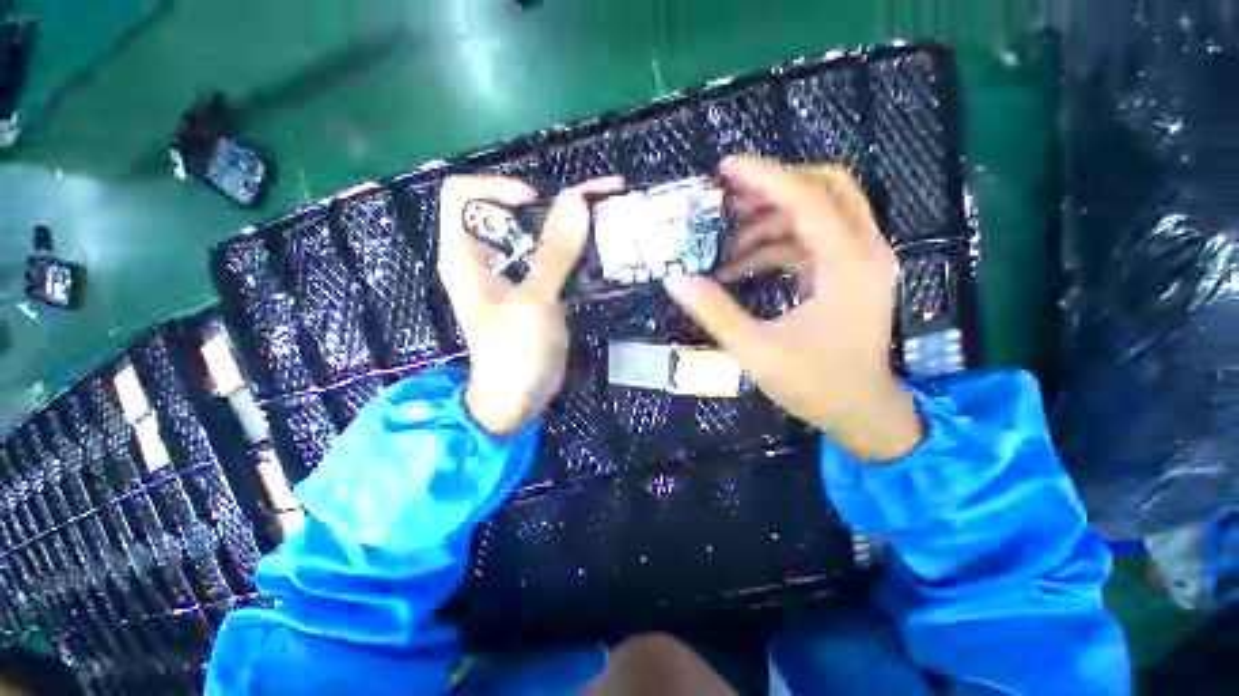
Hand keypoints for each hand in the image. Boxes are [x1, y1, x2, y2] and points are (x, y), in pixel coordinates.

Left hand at [438, 175, 623, 434]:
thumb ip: (555, 252)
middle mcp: (487, 256)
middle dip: (553, 199)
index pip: (464, 194)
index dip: (498, 188)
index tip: (535, 203)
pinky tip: (604, 242)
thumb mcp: (534, 301)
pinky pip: (556, 255)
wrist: (520, 397)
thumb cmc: (515, 353)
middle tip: (600, 195)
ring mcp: (515, 272)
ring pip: (540, 231)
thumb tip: (575, 200)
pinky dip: (578, 245)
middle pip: (512, 208)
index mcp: (465, 254)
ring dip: (573, 220)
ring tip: (610, 209)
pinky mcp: (537, 286)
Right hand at [663, 156, 921, 461]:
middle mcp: (864, 251)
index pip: (808, 199)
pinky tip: (742, 265)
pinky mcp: (848, 273)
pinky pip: (812, 241)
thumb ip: (714, 311)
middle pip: (826, 188)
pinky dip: (777, 245)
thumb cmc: (815, 384)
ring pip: (818, 213)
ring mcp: (859, 261)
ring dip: (770, 220)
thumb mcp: (755, 350)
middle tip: (729, 199)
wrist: (861, 411)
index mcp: (848, 265)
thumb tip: (674, 278)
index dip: (765, 178)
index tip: (726, 168)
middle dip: (774, 187)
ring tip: (725, 242)